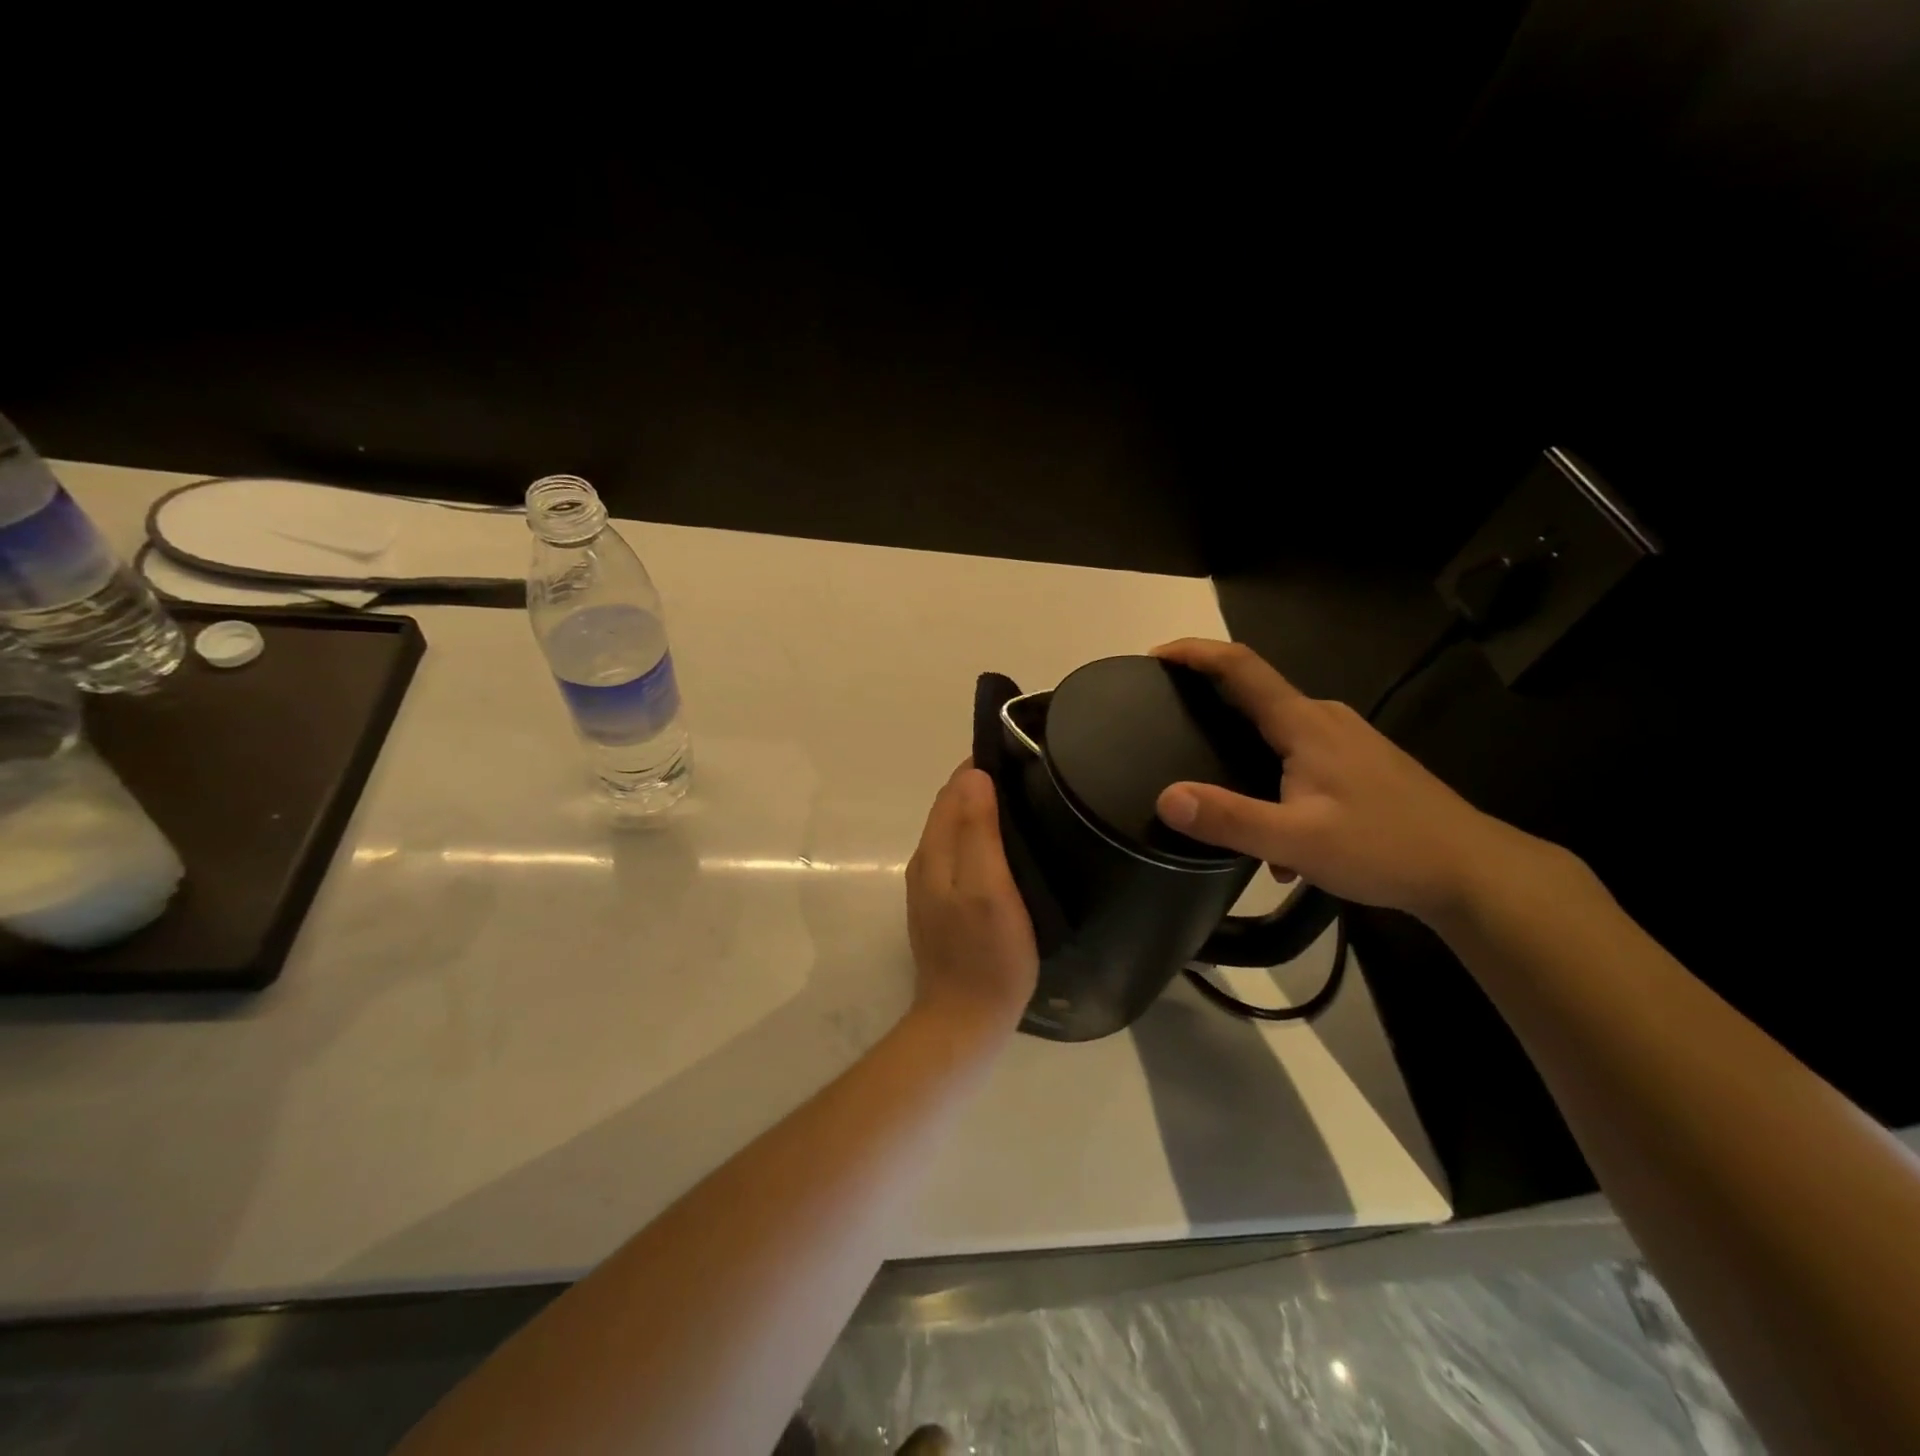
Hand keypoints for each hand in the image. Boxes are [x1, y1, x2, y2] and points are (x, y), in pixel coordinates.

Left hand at [906, 763, 1039, 1031]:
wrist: (965, 1019)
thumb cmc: (987, 954)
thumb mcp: (988, 888)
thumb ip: (978, 832)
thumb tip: (974, 776)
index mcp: (934, 852)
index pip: (953, 790)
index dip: (981, 767)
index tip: (1018, 755)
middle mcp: (926, 862)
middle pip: (950, 808)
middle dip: (981, 785)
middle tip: (1028, 776)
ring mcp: (931, 887)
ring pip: (954, 832)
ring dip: (980, 811)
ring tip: (1023, 805)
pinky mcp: (942, 906)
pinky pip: (959, 856)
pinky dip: (979, 838)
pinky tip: (1007, 848)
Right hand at [1151, 639, 1531, 920]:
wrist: (1473, 870)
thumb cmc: (1385, 847)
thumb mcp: (1297, 841)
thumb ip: (1229, 819)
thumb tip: (1166, 798)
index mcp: (1305, 724)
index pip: (1240, 666)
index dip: (1195, 653)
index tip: (1155, 656)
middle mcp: (1325, 719)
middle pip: (1255, 694)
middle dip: (1209, 703)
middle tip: (1169, 726)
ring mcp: (1348, 739)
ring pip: (1278, 732)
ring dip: (1244, 755)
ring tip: (1222, 801)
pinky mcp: (1360, 763)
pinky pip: (1300, 756)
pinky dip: (1275, 783)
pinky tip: (1282, 840)